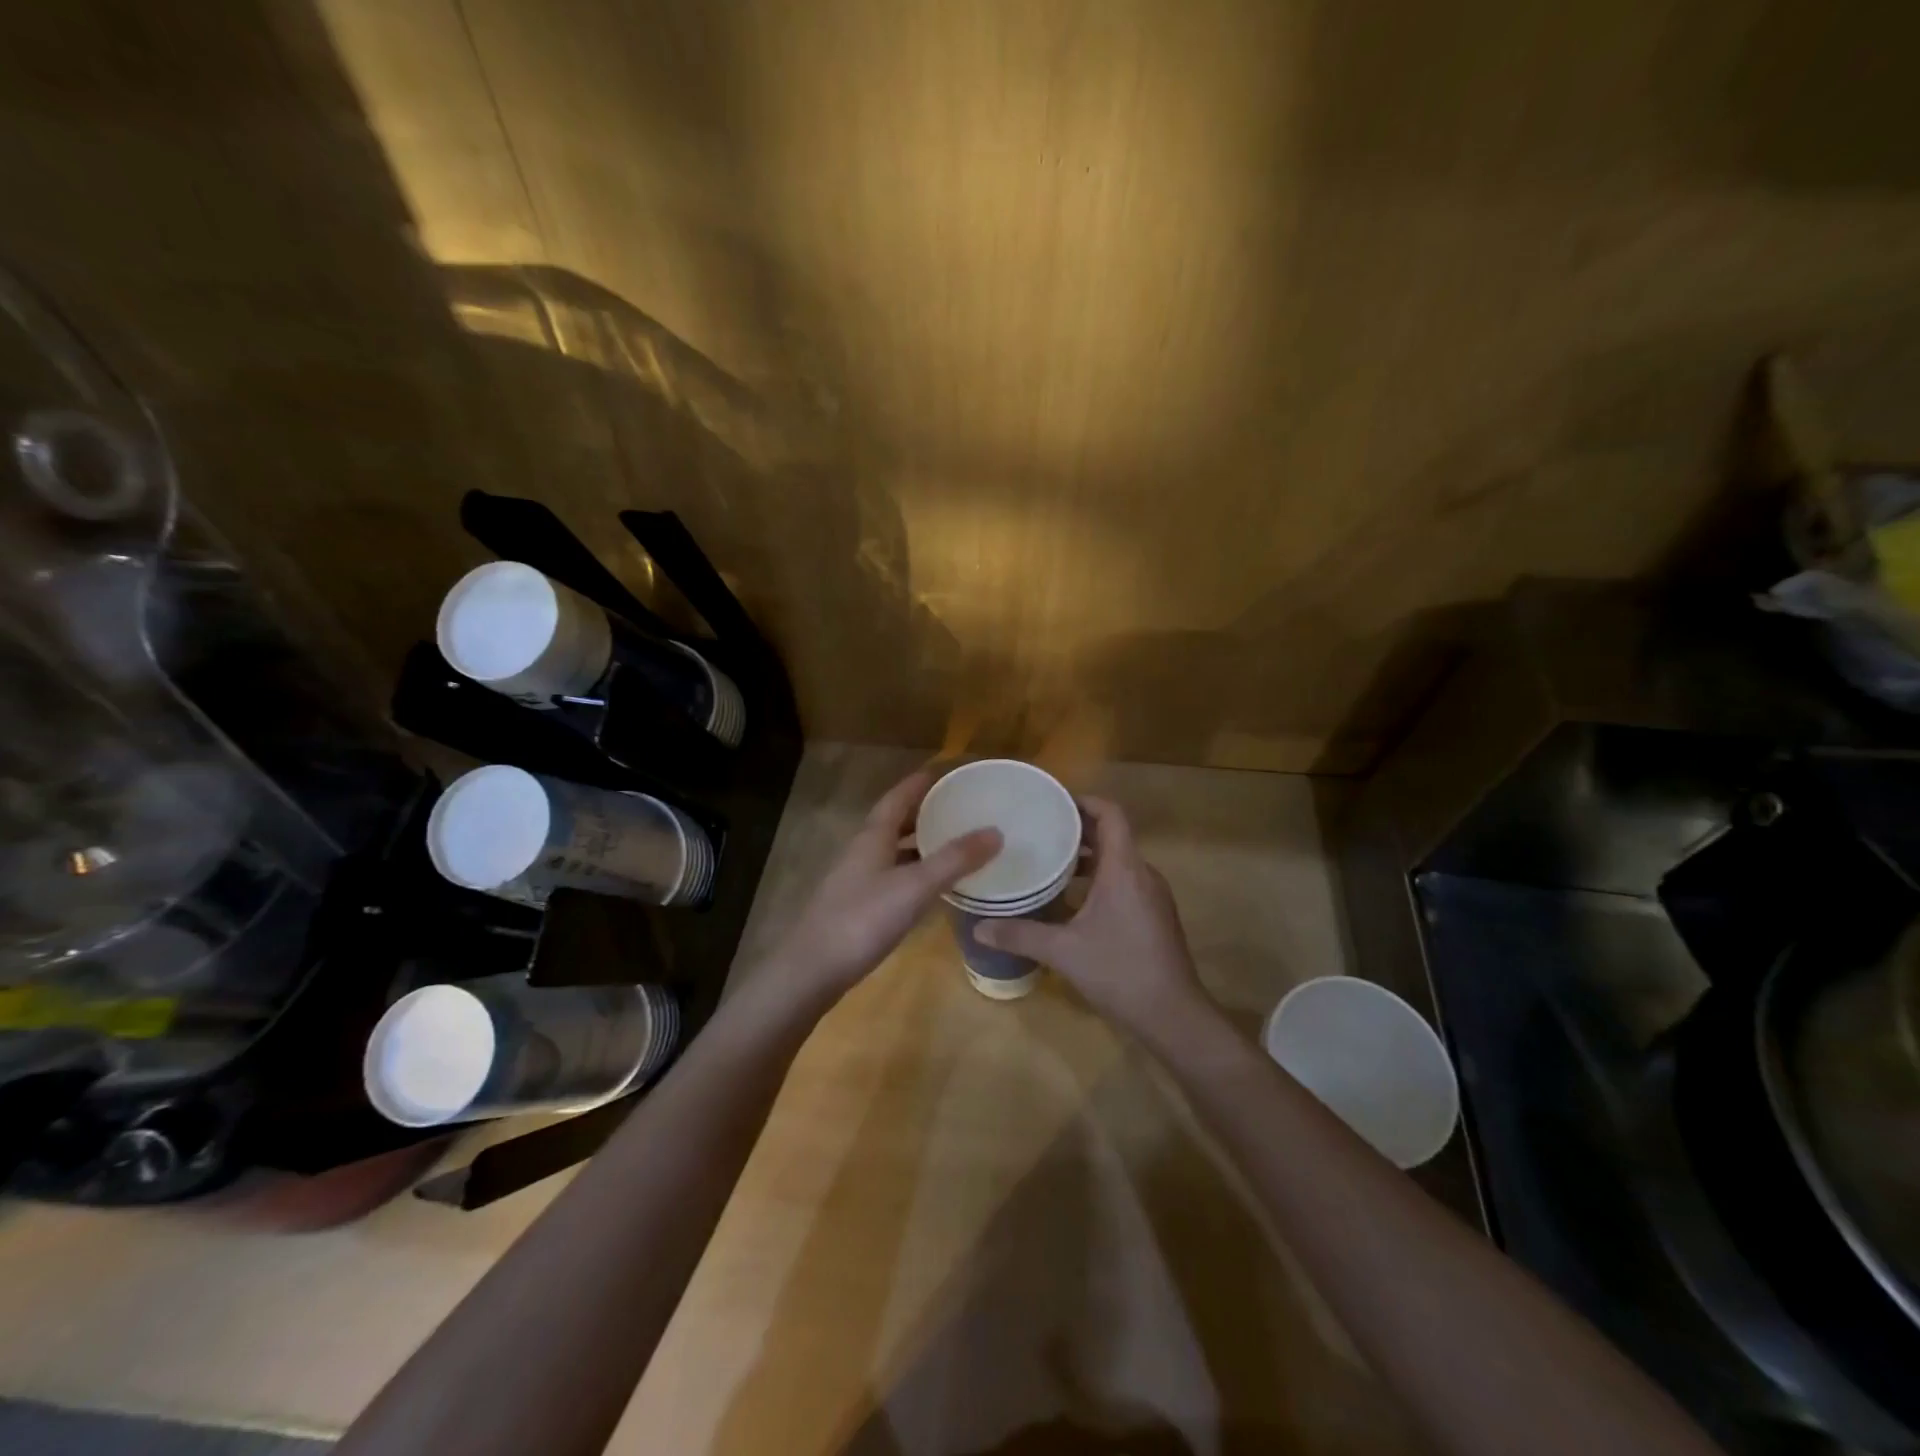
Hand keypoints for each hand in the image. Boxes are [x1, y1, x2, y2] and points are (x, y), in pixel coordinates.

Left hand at [765, 770, 1000, 1008]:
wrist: (811, 971)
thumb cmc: (862, 920)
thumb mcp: (915, 887)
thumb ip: (954, 860)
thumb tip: (995, 831)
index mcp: (872, 837)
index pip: (897, 798)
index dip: (919, 784)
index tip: (943, 773)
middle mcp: (862, 852)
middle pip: (893, 823)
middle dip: (922, 813)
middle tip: (956, 809)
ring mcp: (856, 881)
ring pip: (892, 852)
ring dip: (919, 844)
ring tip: (951, 844)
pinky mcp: (857, 908)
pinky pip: (891, 878)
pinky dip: (914, 873)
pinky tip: (930, 888)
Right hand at [973, 797, 1206, 1033]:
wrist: (1174, 1016)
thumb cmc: (1120, 971)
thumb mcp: (1063, 952)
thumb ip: (1020, 934)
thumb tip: (978, 928)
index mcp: (1125, 868)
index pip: (1110, 814)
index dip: (1083, 801)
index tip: (1051, 802)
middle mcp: (1143, 874)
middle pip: (1112, 835)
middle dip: (1077, 829)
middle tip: (1039, 830)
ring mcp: (1152, 896)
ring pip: (1118, 861)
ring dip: (1087, 857)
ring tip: (1049, 862)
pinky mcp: (1154, 916)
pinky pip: (1124, 881)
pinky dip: (1099, 879)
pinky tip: (1071, 900)